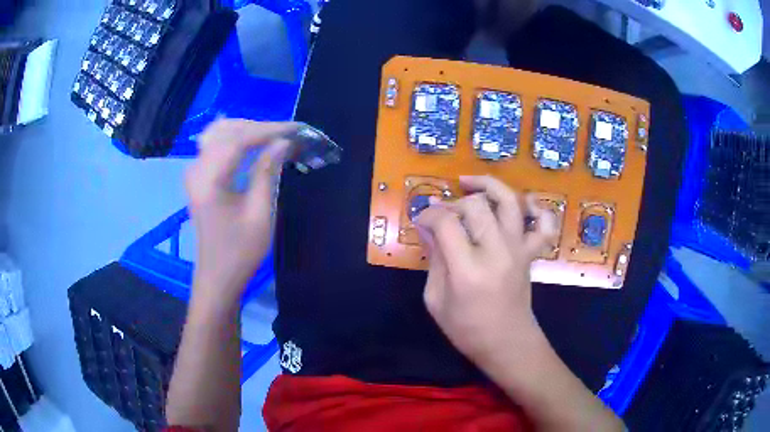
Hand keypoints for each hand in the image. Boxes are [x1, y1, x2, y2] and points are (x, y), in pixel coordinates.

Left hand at [185, 119, 296, 303]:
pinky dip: (236, 139)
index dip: (270, 130)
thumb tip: (282, 142)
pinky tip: (253, 143)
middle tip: (290, 134)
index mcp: (209, 179)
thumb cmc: (240, 251)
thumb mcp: (260, 214)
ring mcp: (195, 171)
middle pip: (228, 131)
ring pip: (220, 133)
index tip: (297, 129)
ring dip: (248, 130)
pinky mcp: (198, 176)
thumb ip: (268, 172)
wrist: (217, 276)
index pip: (239, 139)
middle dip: (260, 128)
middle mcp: (197, 168)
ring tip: (274, 137)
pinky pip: (215, 144)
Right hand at [414, 175, 556, 371]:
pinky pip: (543, 224)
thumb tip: (427, 226)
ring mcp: (518, 250)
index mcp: (467, 270)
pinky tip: (523, 204)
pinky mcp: (531, 253)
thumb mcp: (435, 299)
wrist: (507, 344)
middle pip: (476, 206)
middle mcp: (497, 252)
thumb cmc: (466, 329)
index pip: (446, 222)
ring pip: (509, 202)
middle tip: (441, 214)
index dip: (429, 214)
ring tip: (469, 183)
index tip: (421, 221)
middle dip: (452, 203)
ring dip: (488, 186)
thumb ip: (434, 259)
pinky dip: (537, 208)